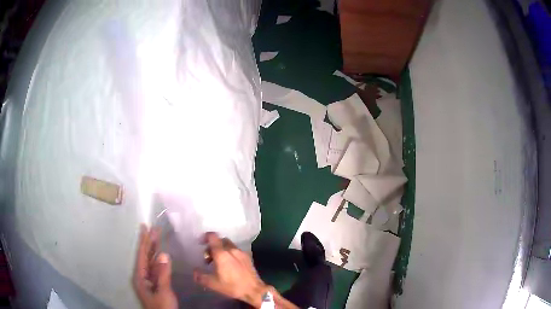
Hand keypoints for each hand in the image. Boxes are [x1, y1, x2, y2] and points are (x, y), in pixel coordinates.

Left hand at [133, 224, 177, 308]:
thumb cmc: (162, 307)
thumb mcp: (163, 292)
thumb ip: (163, 273)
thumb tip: (164, 254)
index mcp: (140, 277)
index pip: (142, 255)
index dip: (144, 241)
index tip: (145, 227)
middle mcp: (142, 276)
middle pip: (145, 257)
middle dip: (149, 243)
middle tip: (154, 228)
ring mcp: (148, 281)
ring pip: (151, 262)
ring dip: (154, 250)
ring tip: (158, 237)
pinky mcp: (155, 284)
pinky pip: (155, 269)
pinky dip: (159, 261)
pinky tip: (161, 255)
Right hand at [193, 233, 268, 307]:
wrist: (254, 290)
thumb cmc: (232, 286)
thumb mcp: (212, 284)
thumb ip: (201, 276)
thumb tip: (194, 271)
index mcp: (221, 254)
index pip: (212, 237)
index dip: (205, 237)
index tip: (200, 243)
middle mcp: (231, 249)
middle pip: (220, 240)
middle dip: (213, 246)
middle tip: (209, 257)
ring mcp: (241, 252)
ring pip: (229, 245)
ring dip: (222, 249)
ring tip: (219, 262)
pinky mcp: (248, 257)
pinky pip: (236, 250)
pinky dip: (230, 253)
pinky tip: (230, 265)